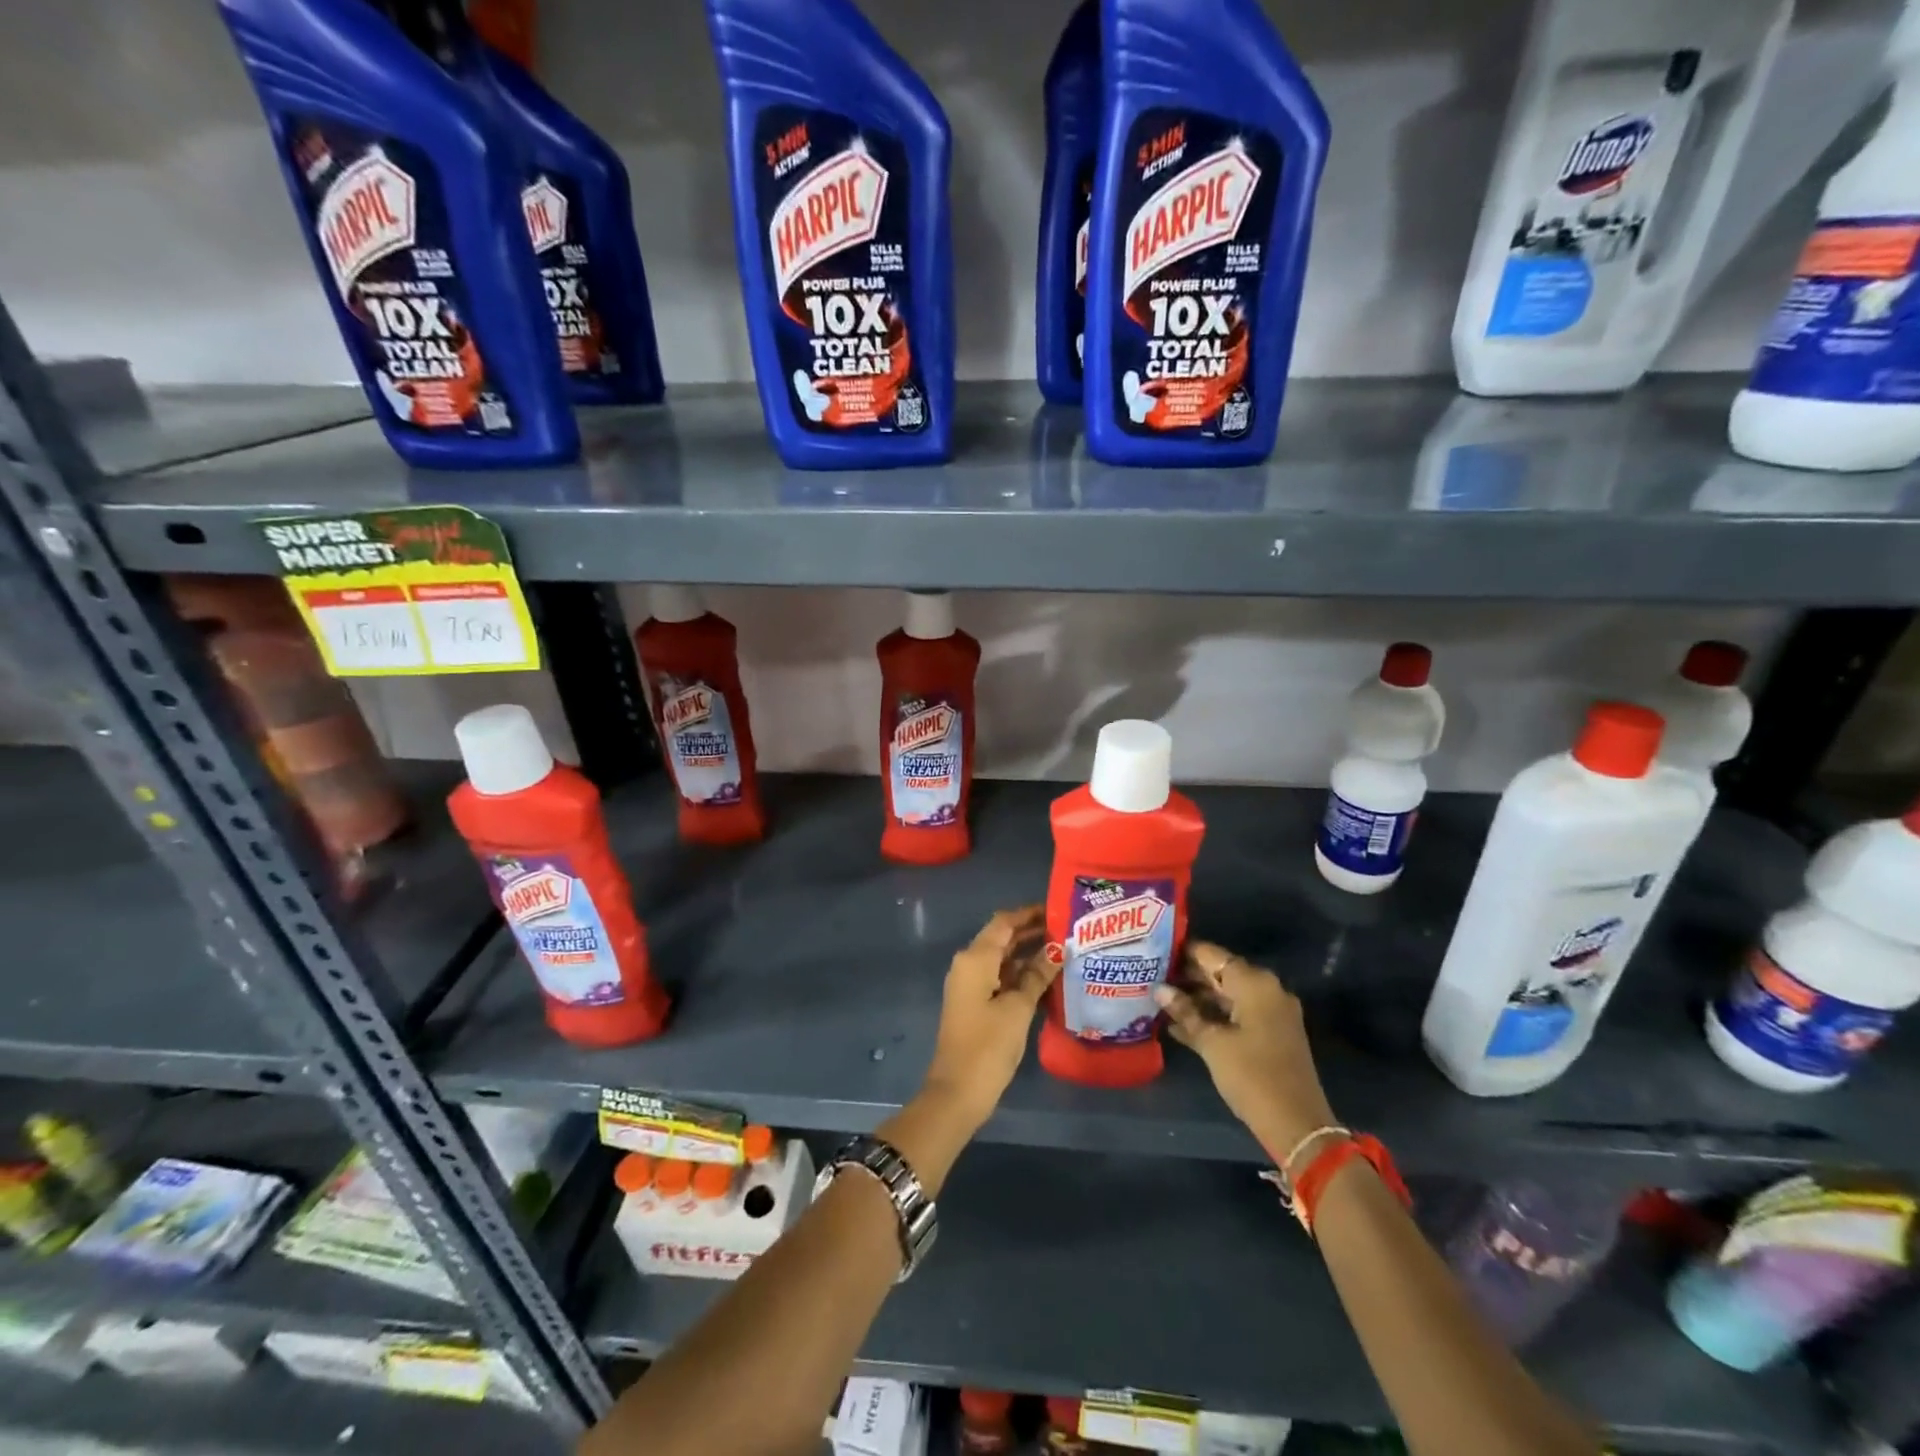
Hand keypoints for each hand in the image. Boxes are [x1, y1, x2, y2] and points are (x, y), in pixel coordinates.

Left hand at [920, 906, 1056, 1127]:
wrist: (957, 1092)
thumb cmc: (988, 1046)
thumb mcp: (1018, 1008)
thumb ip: (1037, 975)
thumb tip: (1058, 949)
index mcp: (975, 958)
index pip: (1004, 923)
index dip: (1029, 914)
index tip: (1058, 909)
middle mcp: (969, 964)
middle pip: (1002, 938)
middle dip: (1032, 932)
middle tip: (1067, 929)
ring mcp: (970, 985)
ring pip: (1002, 959)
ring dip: (1028, 953)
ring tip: (1064, 951)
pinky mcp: (974, 1003)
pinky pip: (999, 977)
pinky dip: (1020, 974)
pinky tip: (1047, 978)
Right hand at [1155, 941, 1337, 1162]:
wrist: (1297, 1125)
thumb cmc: (1251, 1076)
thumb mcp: (1212, 1043)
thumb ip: (1185, 1012)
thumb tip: (1160, 989)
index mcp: (1254, 983)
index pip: (1211, 955)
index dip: (1182, 952)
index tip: (1153, 952)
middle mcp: (1266, 989)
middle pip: (1220, 973)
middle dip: (1187, 977)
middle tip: (1151, 978)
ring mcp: (1271, 1012)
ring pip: (1227, 995)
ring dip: (1197, 999)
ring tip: (1160, 1001)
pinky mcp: (1271, 1033)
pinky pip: (1237, 1013)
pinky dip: (1213, 1017)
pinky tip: (1180, 1025)